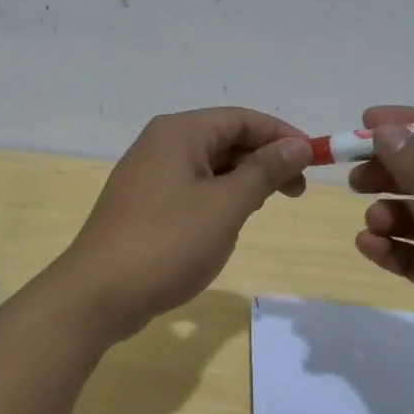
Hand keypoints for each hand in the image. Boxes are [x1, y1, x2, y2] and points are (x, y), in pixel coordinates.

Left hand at [59, 107, 312, 339]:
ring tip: (267, 206)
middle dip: (264, 160)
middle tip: (298, 192)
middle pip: (225, 138)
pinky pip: (191, 187)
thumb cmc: (168, 243)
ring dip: (243, 180)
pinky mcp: (143, 203)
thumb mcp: (226, 206)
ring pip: (209, 165)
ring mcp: (148, 174)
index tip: (315, 161)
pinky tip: (230, 221)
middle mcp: (161, 143)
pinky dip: (218, 197)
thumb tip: (297, 146)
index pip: (242, 119)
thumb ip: (264, 171)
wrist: (98, 294)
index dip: (282, 136)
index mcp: (180, 132)